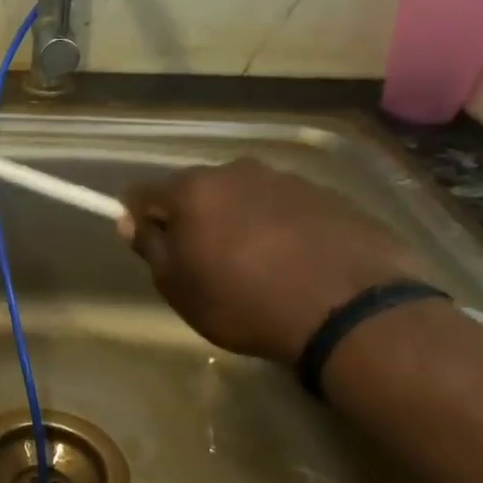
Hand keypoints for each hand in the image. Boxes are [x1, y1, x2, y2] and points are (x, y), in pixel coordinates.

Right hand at [120, 159, 425, 365]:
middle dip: (192, 217)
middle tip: (203, 261)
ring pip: (244, 196)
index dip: (138, 217)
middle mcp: (238, 171)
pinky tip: (293, 263)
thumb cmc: (244, 302)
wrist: (349, 310)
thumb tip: (132, 222)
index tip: (148, 245)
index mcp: (193, 190)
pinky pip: (286, 209)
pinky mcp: (331, 197)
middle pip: (198, 190)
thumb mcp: (179, 287)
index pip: (143, 192)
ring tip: (255, 265)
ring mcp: (288, 180)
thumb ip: (150, 248)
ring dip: (238, 221)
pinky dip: (279, 228)